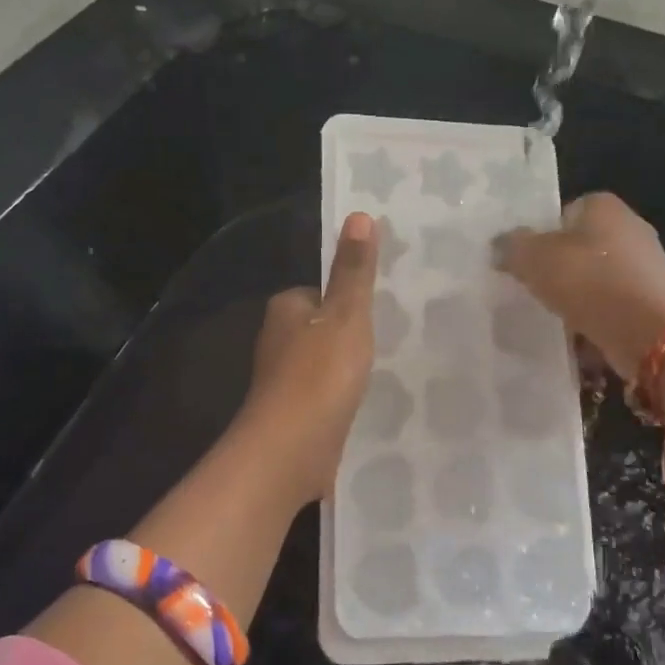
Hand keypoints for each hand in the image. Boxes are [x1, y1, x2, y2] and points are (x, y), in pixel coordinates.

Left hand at [234, 211, 379, 504]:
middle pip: (320, 327)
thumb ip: (354, 270)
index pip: (318, 291)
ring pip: (321, 362)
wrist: (290, 451)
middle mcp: (277, 341)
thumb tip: (357, 214)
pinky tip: (361, 405)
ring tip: (380, 372)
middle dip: (347, 335)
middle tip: (387, 341)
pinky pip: (322, 394)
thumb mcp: (347, 315)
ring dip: (344, 368)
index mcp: (285, 309)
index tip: (378, 309)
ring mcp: (282, 381)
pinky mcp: (291, 414)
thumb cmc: (320, 374)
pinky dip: (339, 397)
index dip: (347, 299)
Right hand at [494, 192, 664, 381]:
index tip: (523, 260)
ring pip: (595, 279)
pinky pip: (610, 308)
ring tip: (549, 315)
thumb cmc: (590, 281)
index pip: (563, 212)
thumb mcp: (534, 258)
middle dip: (558, 268)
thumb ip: (512, 247)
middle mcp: (629, 229)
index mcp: (603, 206)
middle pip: (580, 247)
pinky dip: (593, 320)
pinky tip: (574, 336)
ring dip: (575, 297)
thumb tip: (499, 245)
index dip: (540, 234)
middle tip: (530, 288)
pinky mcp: (651, 303)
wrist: (651, 333)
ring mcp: (644, 267)